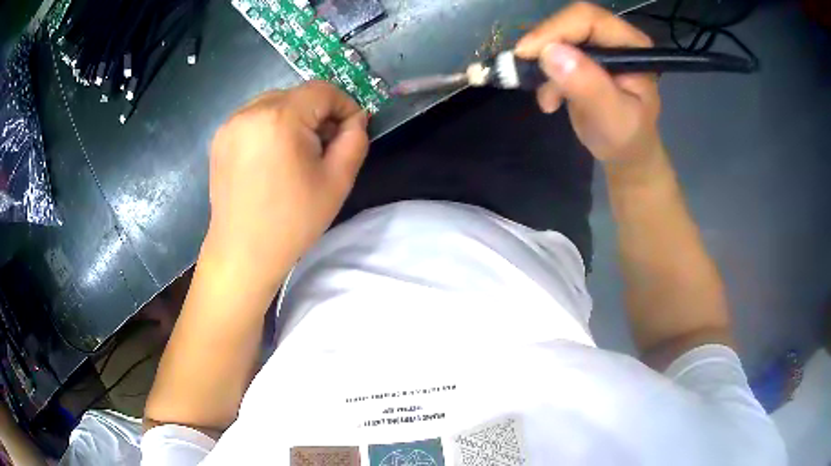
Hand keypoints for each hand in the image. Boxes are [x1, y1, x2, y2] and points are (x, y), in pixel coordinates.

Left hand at [205, 81, 368, 289]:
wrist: (243, 253)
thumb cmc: (292, 221)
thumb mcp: (338, 180)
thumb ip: (355, 139)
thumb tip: (355, 119)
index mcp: (279, 118)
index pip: (322, 90)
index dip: (344, 105)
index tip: (351, 130)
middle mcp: (249, 111)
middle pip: (297, 95)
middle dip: (318, 114)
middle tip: (325, 146)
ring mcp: (230, 124)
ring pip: (275, 103)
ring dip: (294, 118)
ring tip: (298, 153)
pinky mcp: (219, 138)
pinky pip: (254, 118)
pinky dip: (271, 127)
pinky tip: (273, 158)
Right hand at [515, 2, 661, 164]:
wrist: (625, 153)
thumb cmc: (626, 139)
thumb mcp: (611, 117)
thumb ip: (588, 85)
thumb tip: (551, 52)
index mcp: (631, 45)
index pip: (588, 19)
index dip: (555, 30)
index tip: (527, 54)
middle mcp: (615, 37)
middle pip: (569, 23)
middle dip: (544, 47)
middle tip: (525, 72)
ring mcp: (598, 45)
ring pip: (556, 37)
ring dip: (542, 65)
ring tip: (548, 99)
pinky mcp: (582, 56)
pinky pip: (552, 52)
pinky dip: (544, 74)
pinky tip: (551, 100)